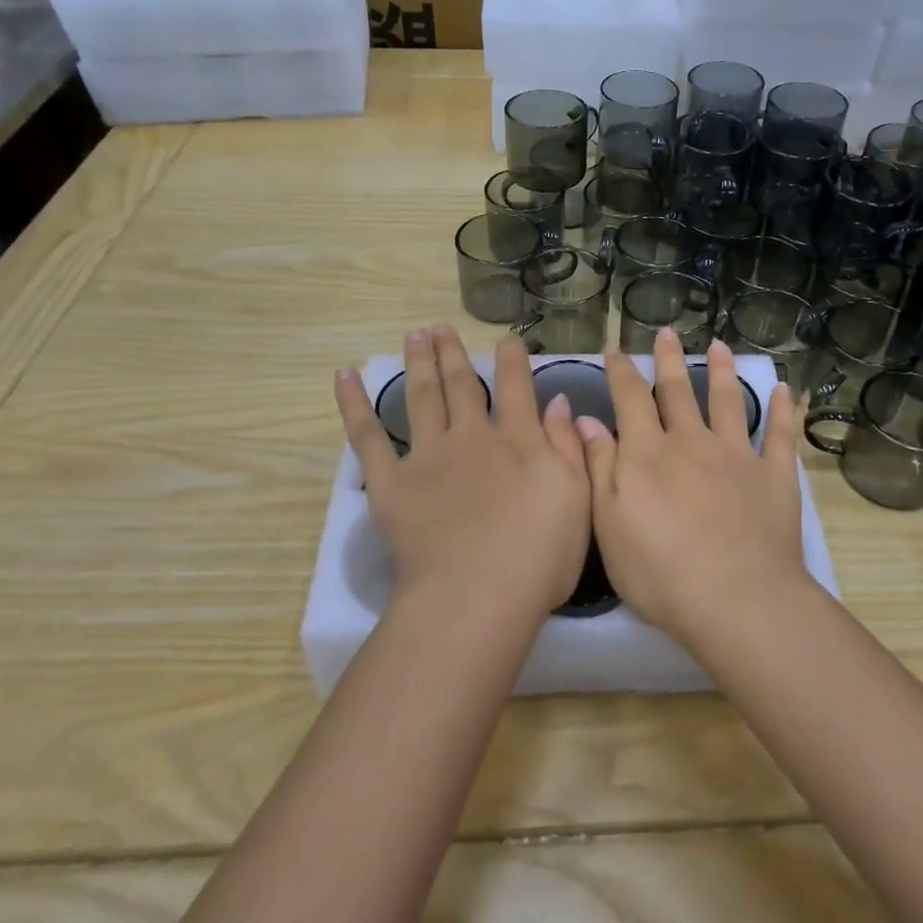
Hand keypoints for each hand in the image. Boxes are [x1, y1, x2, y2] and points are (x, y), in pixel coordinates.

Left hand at [336, 326, 590, 617]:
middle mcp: (473, 435)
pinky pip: (368, 436)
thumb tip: (558, 401)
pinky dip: (354, 404)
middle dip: (454, 353)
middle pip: (462, 383)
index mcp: (519, 440)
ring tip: (414, 335)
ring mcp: (429, 455)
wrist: (478, 595)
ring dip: (418, 362)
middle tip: (441, 327)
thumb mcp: (577, 498)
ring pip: (422, 396)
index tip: (507, 338)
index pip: (517, 386)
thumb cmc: (539, 556)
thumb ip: (569, 446)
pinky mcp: (391, 482)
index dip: (513, 358)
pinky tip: (345, 376)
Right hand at [575, 329, 809, 644]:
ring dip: (722, 371)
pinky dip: (783, 411)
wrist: (736, 600)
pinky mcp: (774, 475)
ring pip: (727, 402)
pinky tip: (785, 391)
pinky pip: (780, 435)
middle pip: (677, 391)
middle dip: (668, 360)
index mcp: (648, 453)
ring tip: (718, 346)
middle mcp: (691, 441)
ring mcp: (736, 455)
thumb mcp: (609, 524)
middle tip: (665, 331)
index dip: (621, 370)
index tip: (615, 347)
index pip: (629, 398)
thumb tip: (585, 419)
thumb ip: (599, 467)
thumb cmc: (659, 572)